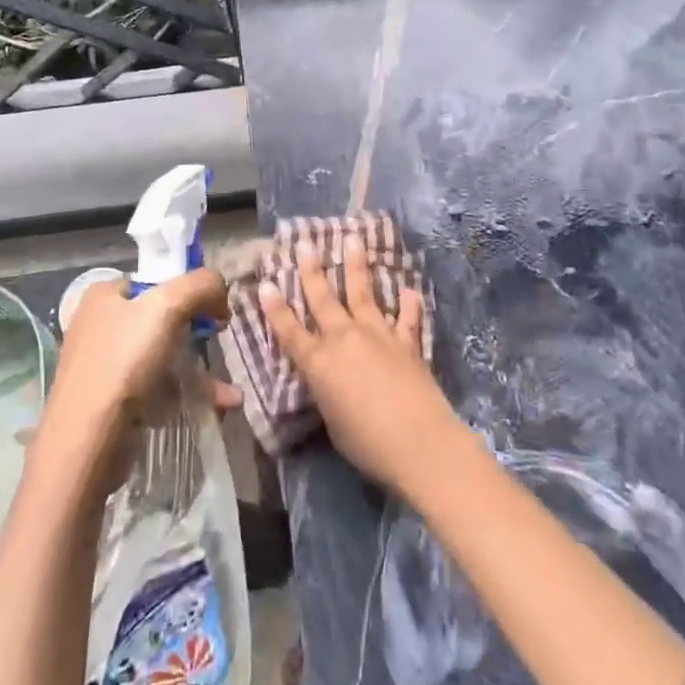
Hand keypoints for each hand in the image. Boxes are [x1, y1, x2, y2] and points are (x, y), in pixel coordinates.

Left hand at [41, 270, 240, 490]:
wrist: (87, 441)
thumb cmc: (124, 362)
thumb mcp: (168, 306)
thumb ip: (201, 285)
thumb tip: (220, 290)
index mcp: (104, 295)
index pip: (155, 280)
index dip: (189, 290)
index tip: (215, 311)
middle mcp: (99, 324)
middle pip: (161, 318)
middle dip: (197, 332)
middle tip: (219, 342)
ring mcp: (103, 365)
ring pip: (162, 356)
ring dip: (199, 370)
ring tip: (228, 391)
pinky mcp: (110, 401)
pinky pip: (156, 388)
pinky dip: (184, 394)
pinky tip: (216, 406)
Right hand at [260, 235, 457, 493]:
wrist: (419, 443)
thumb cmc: (367, 444)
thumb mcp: (333, 421)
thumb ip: (328, 393)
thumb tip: (332, 381)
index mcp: (318, 363)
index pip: (289, 331)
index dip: (275, 308)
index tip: (266, 283)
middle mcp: (344, 340)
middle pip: (323, 299)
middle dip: (311, 270)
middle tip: (305, 243)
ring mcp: (378, 336)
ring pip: (363, 293)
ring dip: (356, 266)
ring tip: (353, 240)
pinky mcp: (407, 343)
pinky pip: (407, 318)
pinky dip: (408, 304)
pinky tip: (408, 289)